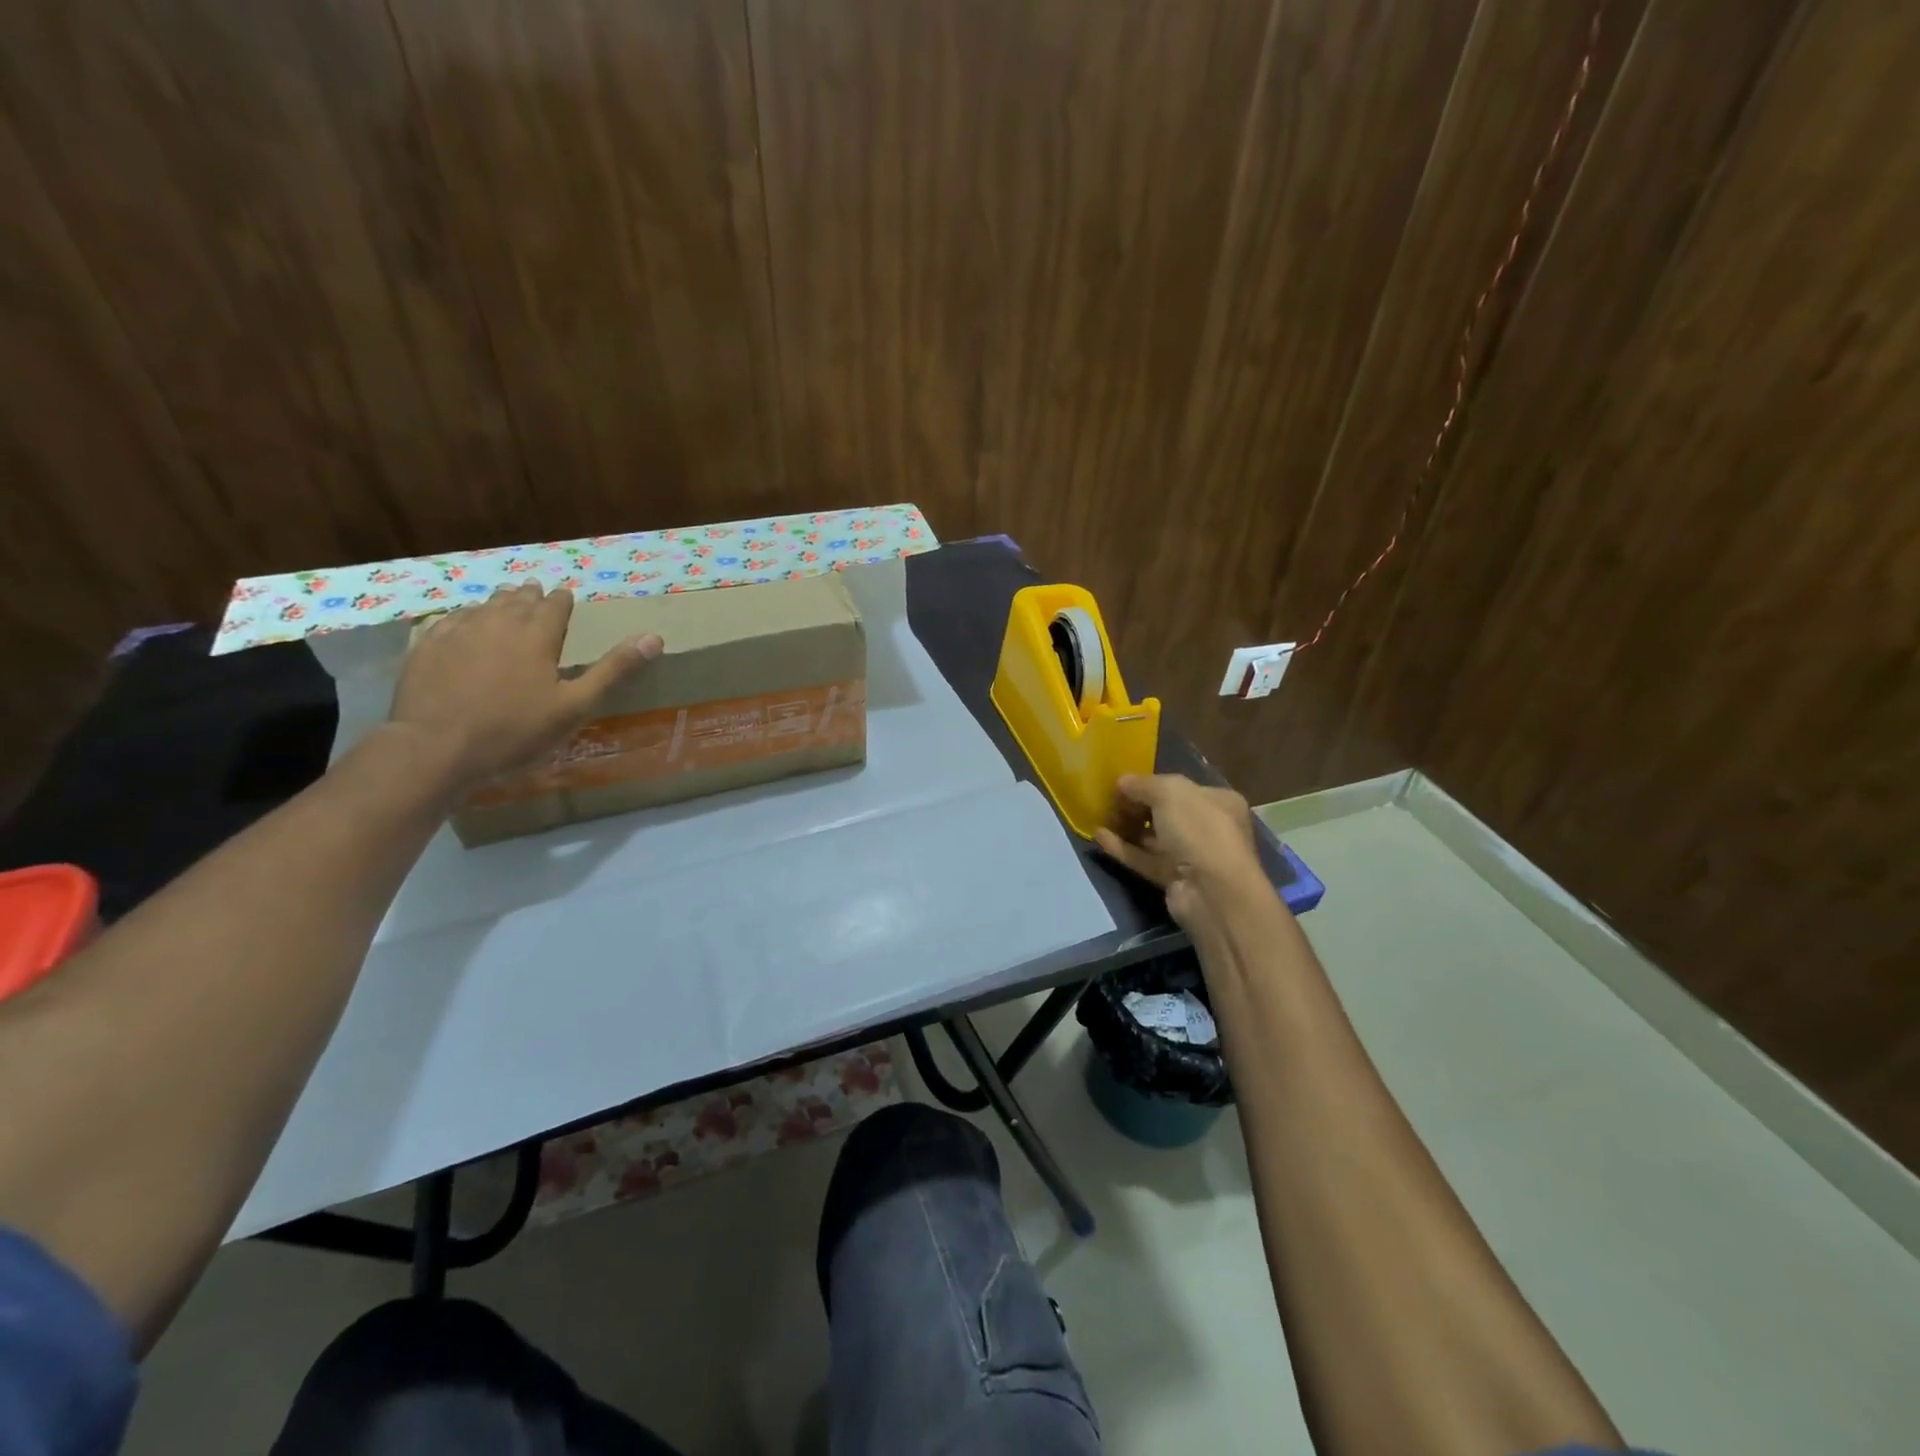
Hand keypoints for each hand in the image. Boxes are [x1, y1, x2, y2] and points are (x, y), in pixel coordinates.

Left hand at [387, 583, 662, 791]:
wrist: (435, 748)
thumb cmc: (515, 730)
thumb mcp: (576, 705)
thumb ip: (614, 670)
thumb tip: (655, 637)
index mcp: (536, 635)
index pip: (555, 605)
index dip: (563, 599)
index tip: (566, 595)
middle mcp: (496, 623)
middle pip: (516, 599)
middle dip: (529, 595)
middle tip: (535, 591)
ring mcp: (456, 632)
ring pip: (481, 606)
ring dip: (496, 603)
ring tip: (503, 602)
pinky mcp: (424, 647)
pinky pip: (446, 621)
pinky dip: (460, 618)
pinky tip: (458, 624)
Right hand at [1093, 774, 1262, 932]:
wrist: (1212, 891)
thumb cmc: (1198, 829)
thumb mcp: (1169, 792)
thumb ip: (1142, 784)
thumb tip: (1121, 782)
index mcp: (1217, 801)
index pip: (1180, 788)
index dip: (1150, 784)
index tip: (1121, 784)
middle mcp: (1207, 827)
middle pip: (1164, 812)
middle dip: (1135, 806)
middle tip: (1109, 802)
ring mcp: (1191, 856)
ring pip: (1152, 838)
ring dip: (1126, 827)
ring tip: (1099, 818)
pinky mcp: (1173, 880)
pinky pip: (1144, 859)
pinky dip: (1123, 848)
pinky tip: (1099, 837)